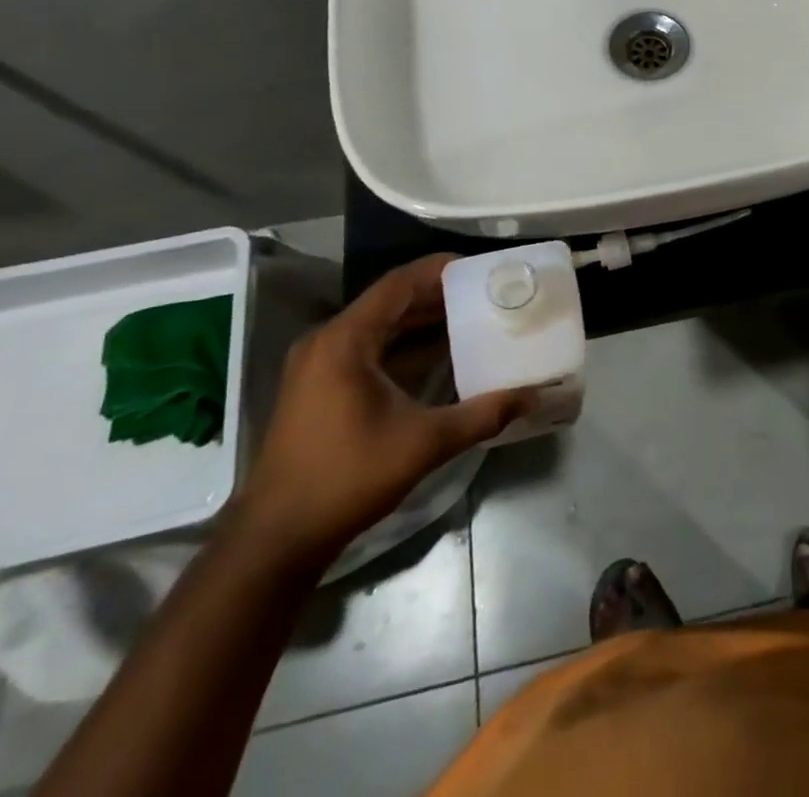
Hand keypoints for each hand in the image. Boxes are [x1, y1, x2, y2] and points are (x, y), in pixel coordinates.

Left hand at [232, 254, 528, 568]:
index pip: (398, 284)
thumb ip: (481, 415)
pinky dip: (402, 343)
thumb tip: (531, 396)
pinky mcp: (318, 387)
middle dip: (437, 294)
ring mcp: (318, 365)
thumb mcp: (423, 444)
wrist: (276, 539)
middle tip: (483, 292)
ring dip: (420, 319)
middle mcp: (327, 341)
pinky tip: (438, 354)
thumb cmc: (346, 478)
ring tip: (469, 315)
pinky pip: (367, 347)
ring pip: (378, 325)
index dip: (439, 270)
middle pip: (389, 301)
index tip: (480, 268)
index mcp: (344, 340)